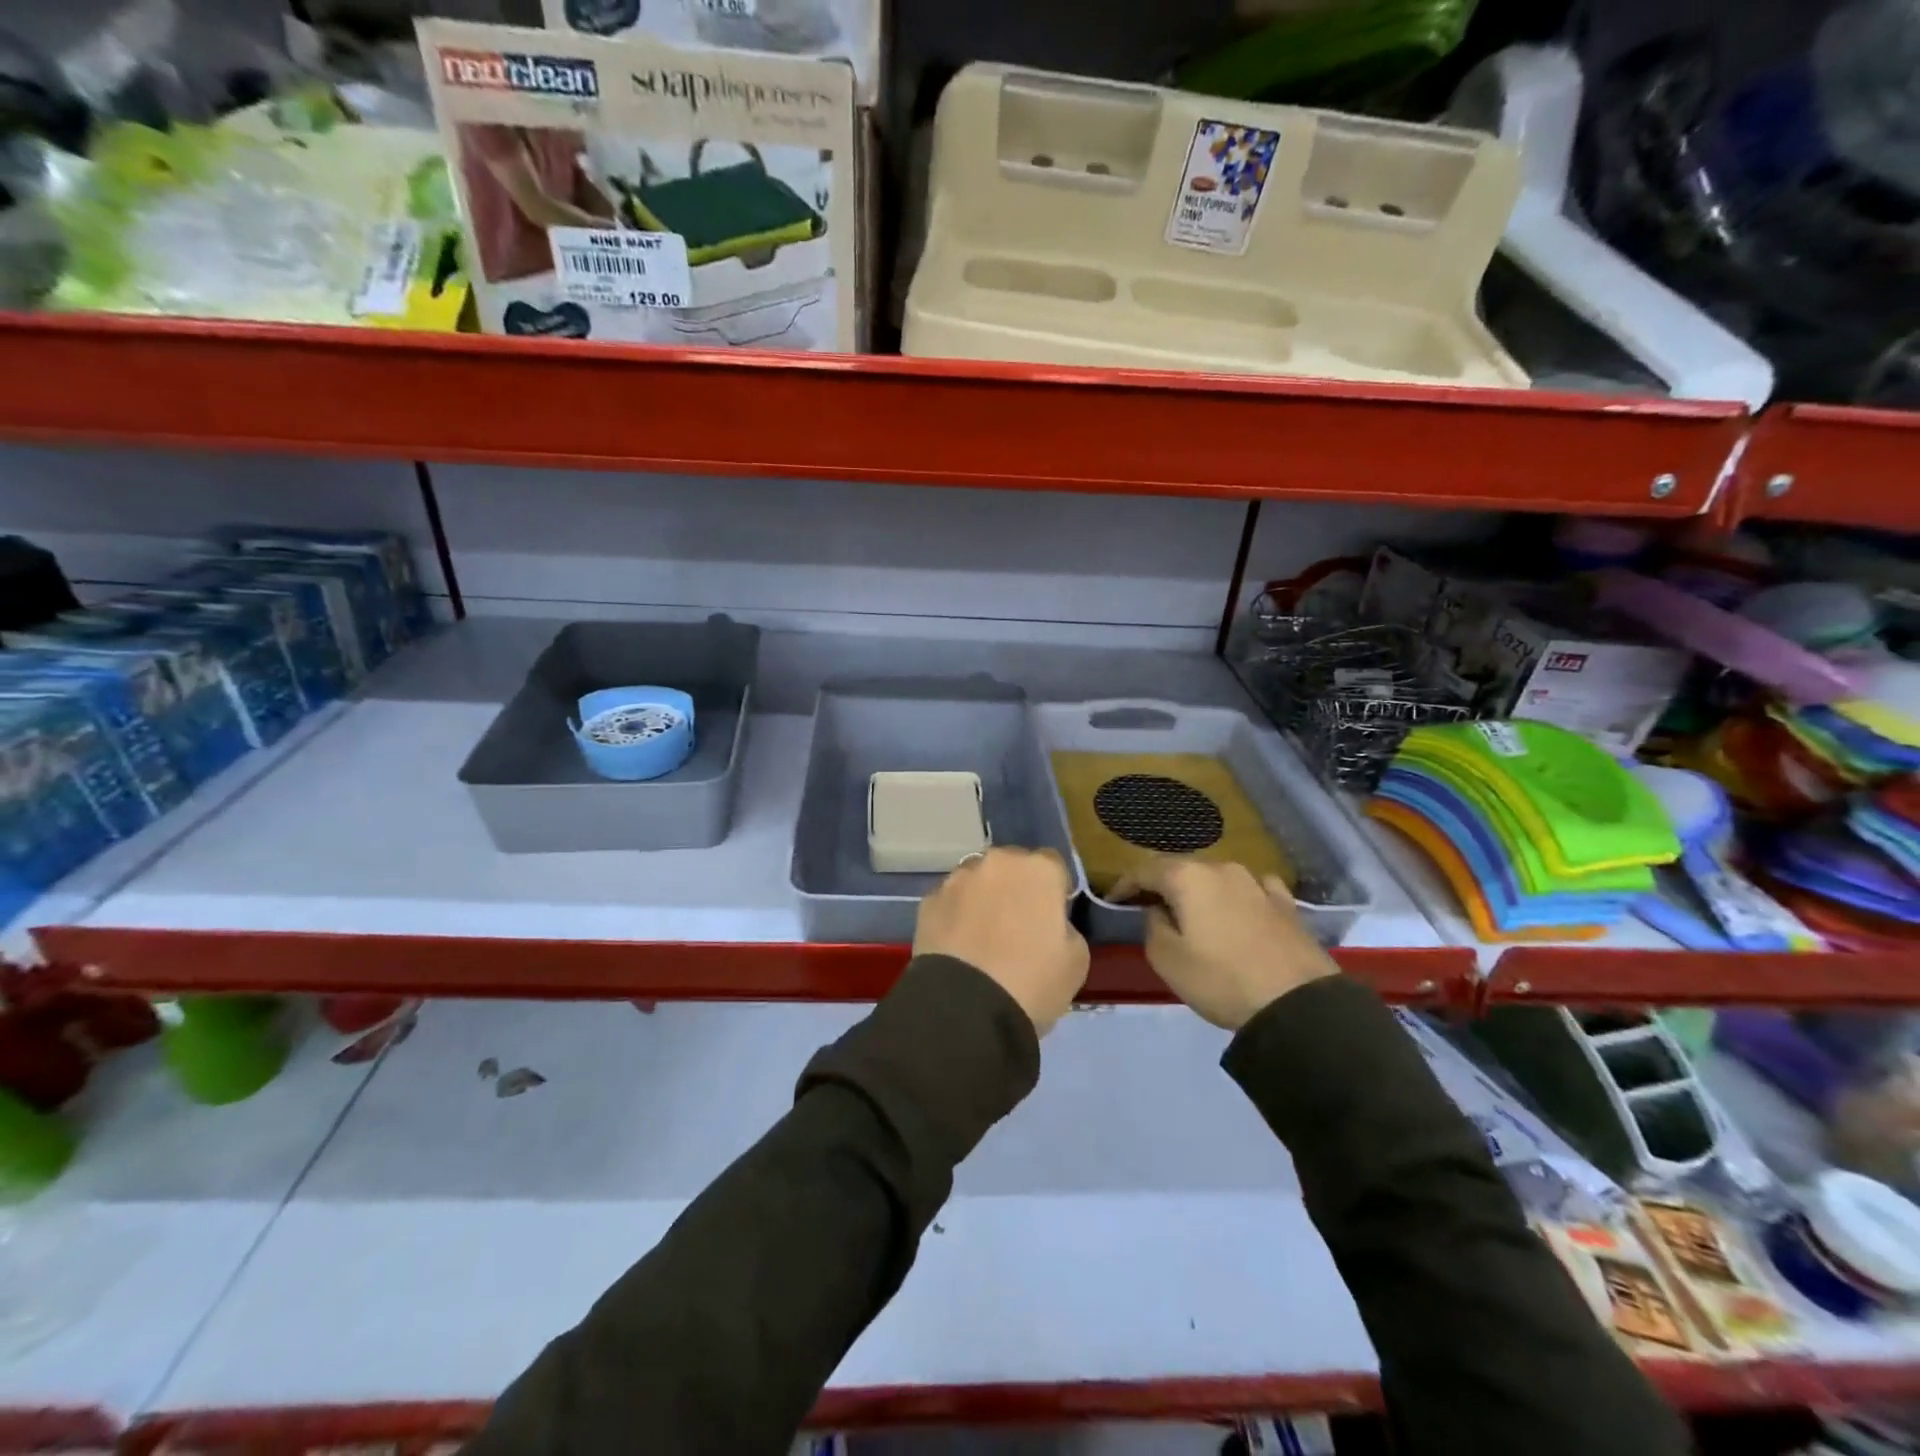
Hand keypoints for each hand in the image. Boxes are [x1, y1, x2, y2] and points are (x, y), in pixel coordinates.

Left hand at [913, 848, 1088, 1035]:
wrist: (965, 1008)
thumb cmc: (1032, 982)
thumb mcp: (1076, 960)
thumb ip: (1066, 928)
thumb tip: (1049, 923)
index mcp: (1039, 869)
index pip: (1053, 866)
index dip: (1054, 891)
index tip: (1051, 918)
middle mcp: (997, 861)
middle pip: (1012, 866)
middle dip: (1015, 887)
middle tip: (1017, 926)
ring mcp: (958, 878)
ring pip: (977, 880)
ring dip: (982, 897)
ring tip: (981, 936)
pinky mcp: (928, 899)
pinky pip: (950, 901)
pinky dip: (955, 915)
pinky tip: (957, 945)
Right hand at [1112, 858, 1337, 1030]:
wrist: (1298, 1004)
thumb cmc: (1222, 980)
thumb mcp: (1167, 960)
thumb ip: (1152, 926)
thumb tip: (1157, 910)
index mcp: (1188, 877)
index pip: (1144, 869)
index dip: (1125, 884)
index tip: (1114, 901)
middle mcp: (1222, 868)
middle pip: (1181, 869)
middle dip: (1162, 885)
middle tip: (1149, 907)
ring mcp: (1258, 883)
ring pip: (1216, 878)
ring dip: (1199, 891)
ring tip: (1192, 913)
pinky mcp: (1286, 903)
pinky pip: (1251, 890)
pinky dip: (1236, 897)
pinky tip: (1238, 910)